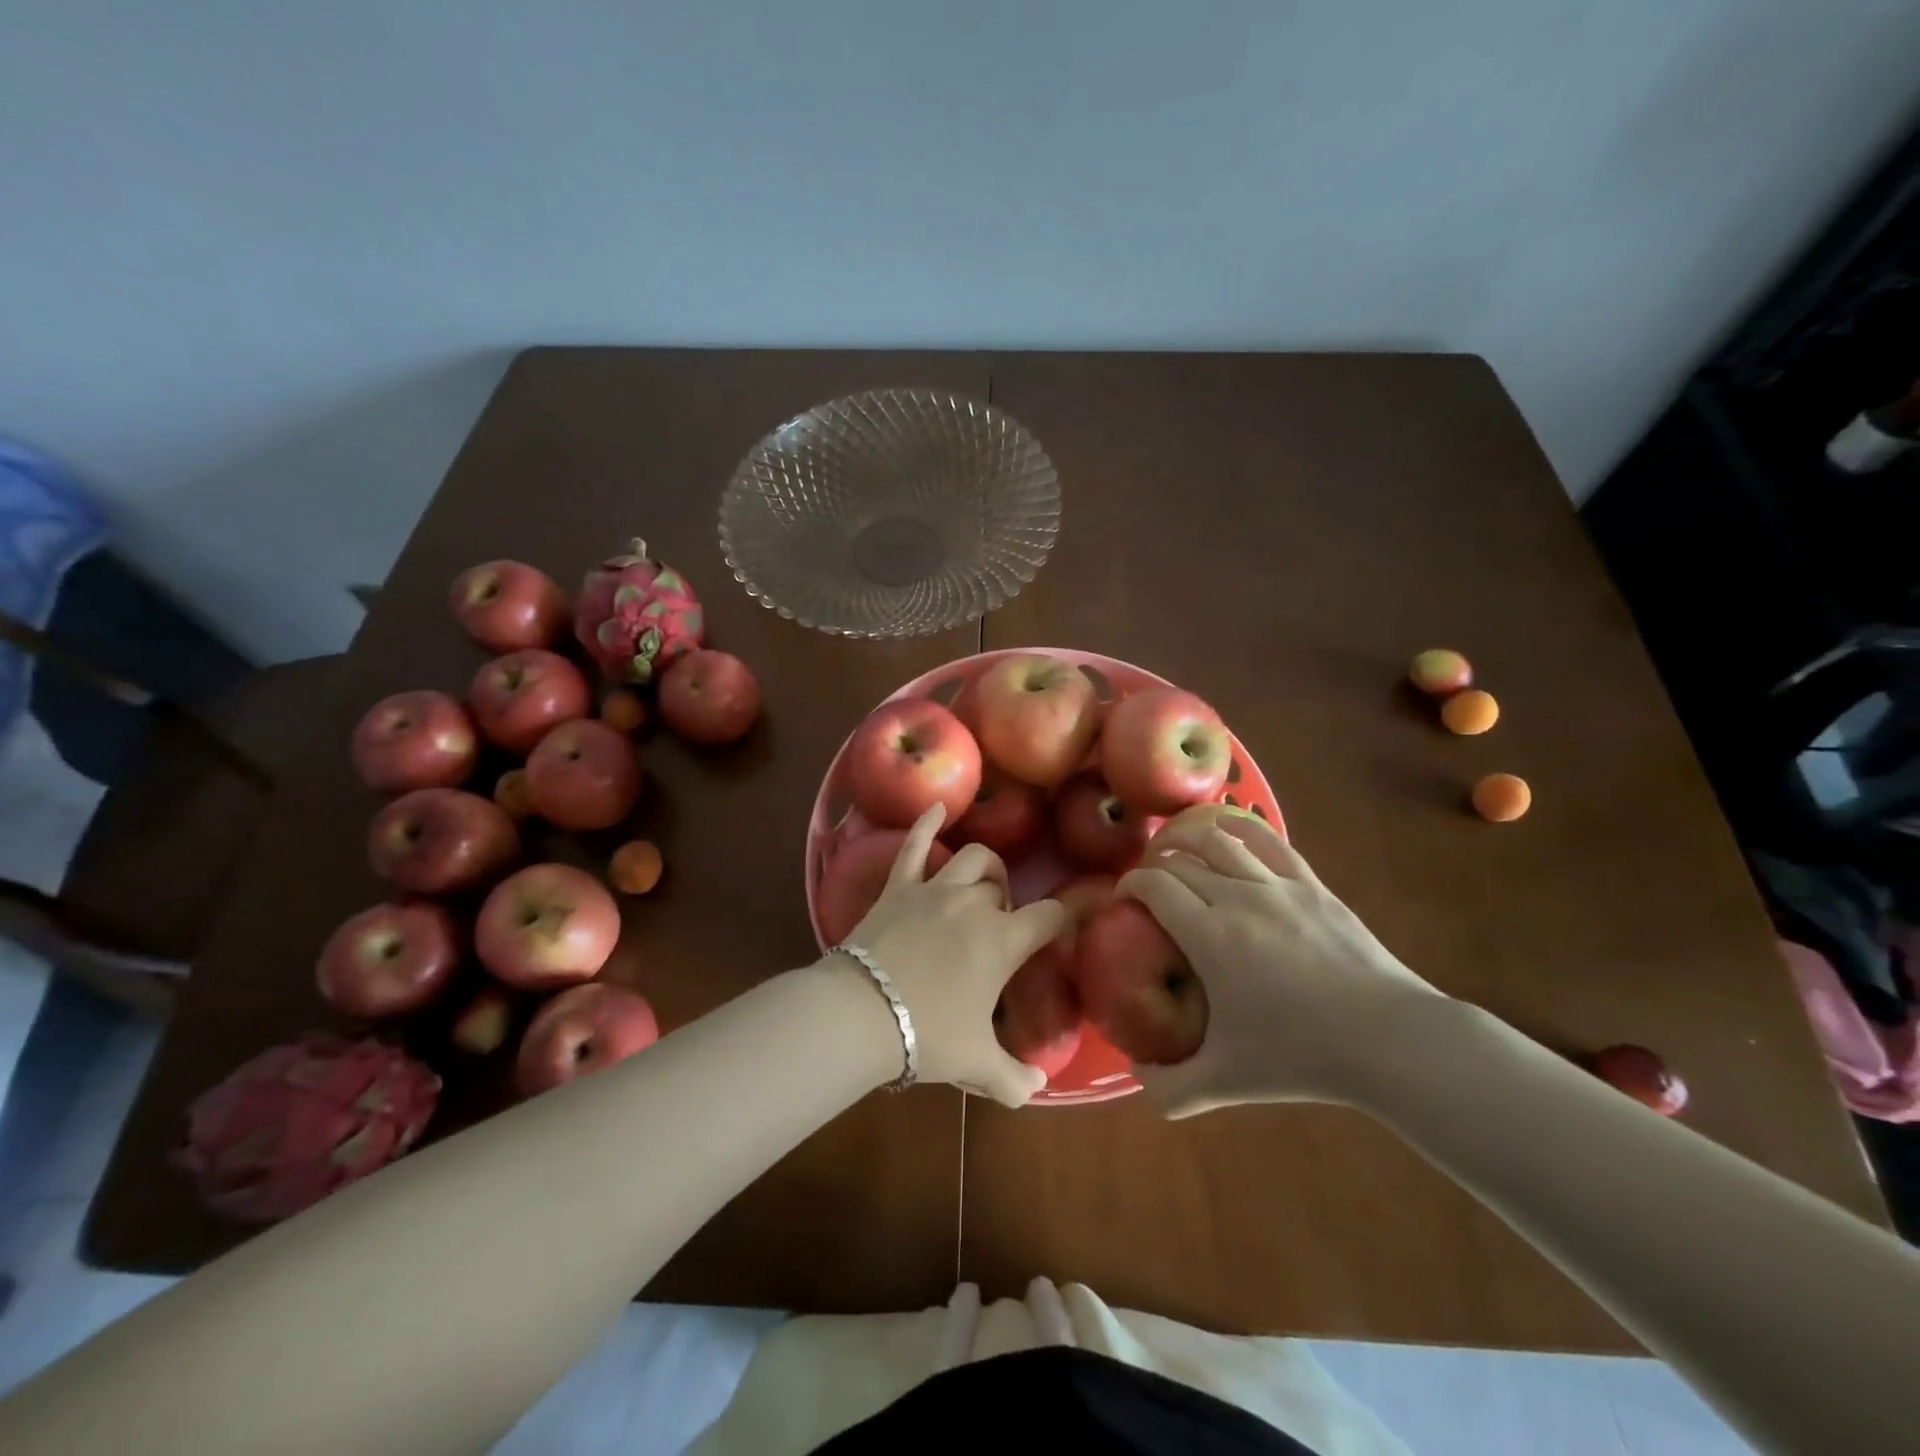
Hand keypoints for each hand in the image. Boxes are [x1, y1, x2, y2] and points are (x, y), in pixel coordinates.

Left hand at [841, 806, 1068, 1107]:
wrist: (862, 1012)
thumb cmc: (929, 1033)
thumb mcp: (977, 1064)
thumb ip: (1014, 1079)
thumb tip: (1036, 1090)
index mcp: (1004, 940)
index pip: (1050, 917)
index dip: (1061, 922)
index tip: (1059, 933)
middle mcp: (975, 904)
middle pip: (1005, 886)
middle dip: (1009, 902)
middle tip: (997, 931)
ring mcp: (934, 888)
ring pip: (971, 858)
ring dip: (984, 868)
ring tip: (982, 884)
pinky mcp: (898, 886)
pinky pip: (915, 846)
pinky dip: (927, 824)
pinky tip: (936, 807)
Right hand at [1117, 816, 1443, 1116]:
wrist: (1389, 1040)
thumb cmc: (1301, 1057)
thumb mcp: (1225, 1082)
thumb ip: (1169, 1087)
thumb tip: (1134, 1073)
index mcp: (1209, 935)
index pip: (1154, 886)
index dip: (1129, 884)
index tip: (1122, 898)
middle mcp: (1237, 896)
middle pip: (1180, 860)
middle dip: (1153, 865)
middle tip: (1147, 884)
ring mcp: (1277, 885)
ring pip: (1218, 839)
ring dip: (1186, 838)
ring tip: (1175, 848)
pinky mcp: (1311, 883)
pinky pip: (1267, 840)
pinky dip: (1238, 828)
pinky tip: (1227, 831)